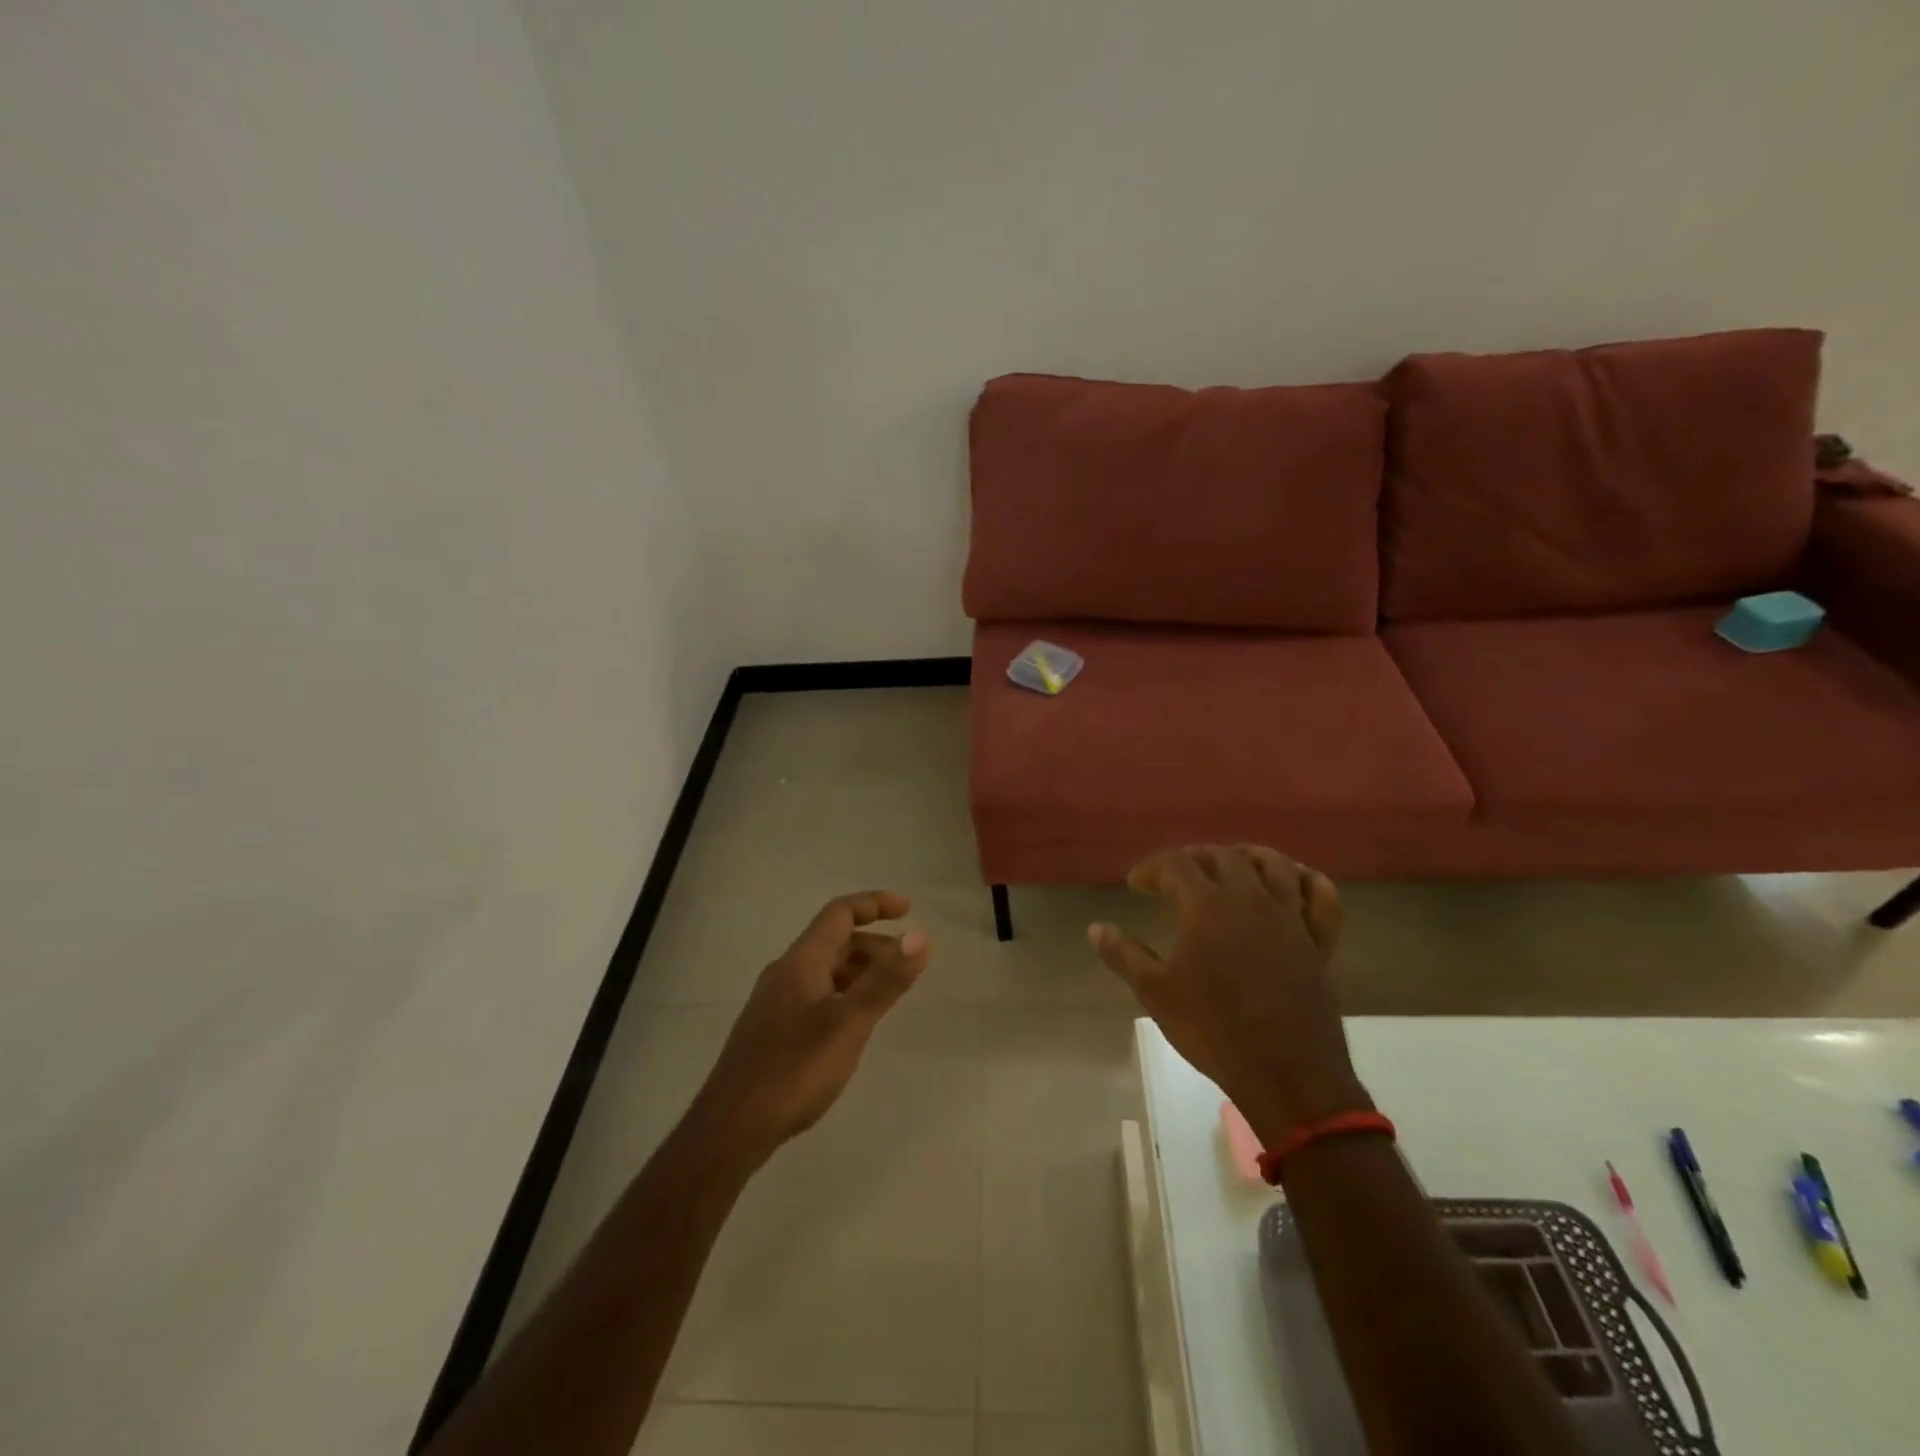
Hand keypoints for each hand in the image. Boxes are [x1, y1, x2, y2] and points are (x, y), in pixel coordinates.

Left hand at [693, 891, 929, 1165]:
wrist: (730, 1129)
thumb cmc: (793, 1070)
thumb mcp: (848, 1024)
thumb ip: (884, 980)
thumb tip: (919, 935)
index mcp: (801, 961)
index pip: (839, 913)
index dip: (874, 904)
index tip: (908, 909)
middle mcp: (786, 973)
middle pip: (834, 941)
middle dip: (874, 944)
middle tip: (908, 964)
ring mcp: (776, 1003)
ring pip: (826, 970)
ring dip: (860, 970)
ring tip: (890, 993)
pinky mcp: (773, 1031)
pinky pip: (817, 994)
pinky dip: (845, 994)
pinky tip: (856, 1023)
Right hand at [1089, 846, 1370, 1139]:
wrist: (1287, 1074)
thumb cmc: (1213, 1030)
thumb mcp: (1156, 993)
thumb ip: (1124, 955)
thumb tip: (1096, 928)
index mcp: (1207, 906)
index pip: (1175, 864)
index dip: (1152, 868)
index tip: (1136, 885)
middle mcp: (1250, 898)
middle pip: (1221, 856)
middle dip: (1193, 858)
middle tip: (1175, 877)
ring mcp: (1290, 917)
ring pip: (1273, 863)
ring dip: (1246, 856)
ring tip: (1229, 865)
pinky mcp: (1318, 940)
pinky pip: (1321, 896)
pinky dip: (1308, 881)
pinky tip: (1293, 882)